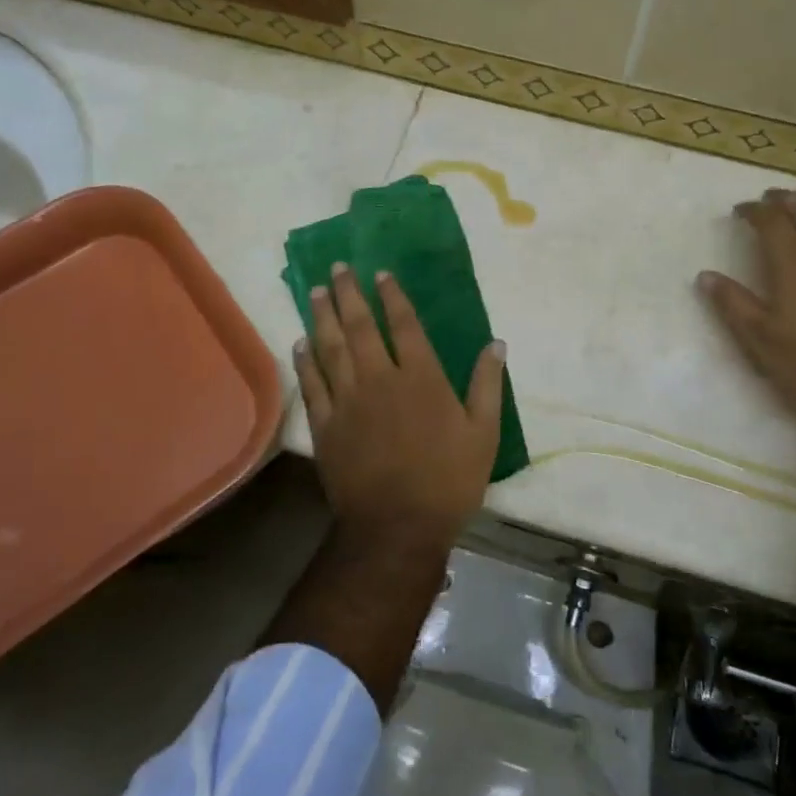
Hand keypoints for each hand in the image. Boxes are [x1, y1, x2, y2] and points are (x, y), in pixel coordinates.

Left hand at [294, 262, 506, 546]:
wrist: (398, 527)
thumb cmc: (448, 480)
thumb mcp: (484, 433)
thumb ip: (487, 384)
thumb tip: (496, 343)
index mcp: (421, 378)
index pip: (404, 325)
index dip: (392, 296)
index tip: (380, 273)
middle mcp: (380, 379)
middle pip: (360, 327)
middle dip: (348, 294)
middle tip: (337, 269)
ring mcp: (348, 401)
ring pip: (330, 348)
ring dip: (322, 317)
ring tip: (314, 291)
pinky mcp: (326, 425)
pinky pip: (313, 384)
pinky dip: (305, 361)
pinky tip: (300, 343)